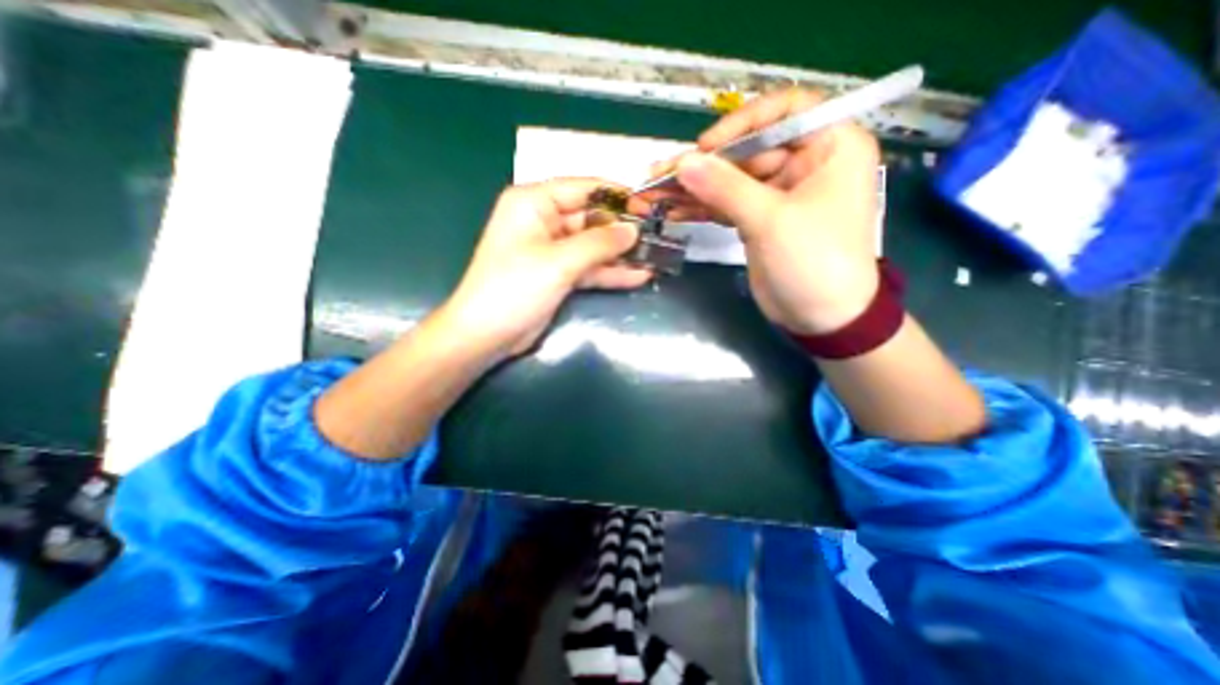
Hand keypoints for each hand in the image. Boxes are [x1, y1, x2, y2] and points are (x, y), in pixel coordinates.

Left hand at [437, 177, 646, 357]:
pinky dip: (610, 273)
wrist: (487, 335)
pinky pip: (589, 268)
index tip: (648, 207)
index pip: (583, 189)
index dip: (617, 196)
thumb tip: (633, 231)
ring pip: (593, 246)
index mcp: (534, 203)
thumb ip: (599, 243)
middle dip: (623, 229)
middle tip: (658, 235)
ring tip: (655, 256)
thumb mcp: (559, 261)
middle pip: (592, 218)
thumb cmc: (515, 288)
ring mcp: (552, 250)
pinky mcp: (558, 275)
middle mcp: (544, 221)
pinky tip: (639, 275)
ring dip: (621, 253)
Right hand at [652, 90, 883, 332]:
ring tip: (656, 193)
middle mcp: (805, 163)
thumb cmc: (814, 261)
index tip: (707, 146)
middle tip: (662, 175)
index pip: (785, 111)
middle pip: (747, 151)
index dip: (742, 123)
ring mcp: (778, 194)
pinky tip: (672, 211)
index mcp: (830, 146)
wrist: (822, 317)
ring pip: (731, 180)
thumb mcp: (771, 220)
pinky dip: (702, 209)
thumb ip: (725, 188)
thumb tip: (684, 163)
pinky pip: (727, 205)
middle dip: (705, 165)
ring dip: (695, 189)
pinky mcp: (760, 220)